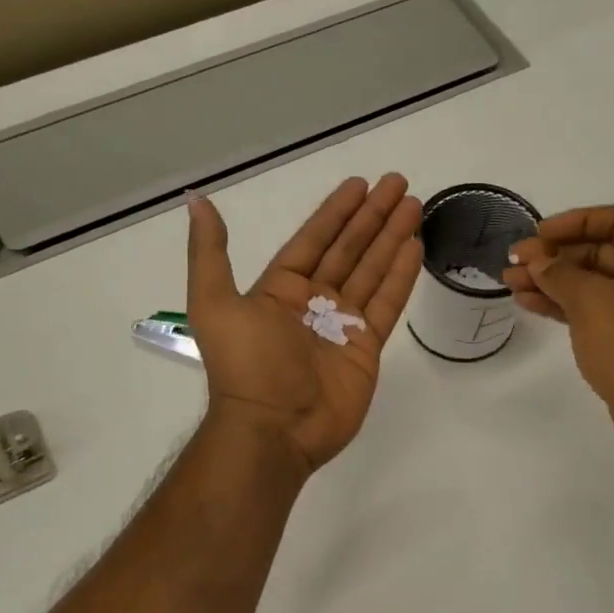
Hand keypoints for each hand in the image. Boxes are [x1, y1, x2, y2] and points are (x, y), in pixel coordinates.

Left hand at [186, 174, 423, 473]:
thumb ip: (210, 252)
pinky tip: (415, 247)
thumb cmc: (246, 365)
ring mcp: (343, 325)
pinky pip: (387, 304)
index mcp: (279, 290)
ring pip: (373, 271)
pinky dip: (401, 276)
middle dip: (373, 216)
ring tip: (415, 206)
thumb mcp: (213, 303)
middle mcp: (313, 302)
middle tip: (400, 184)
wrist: (273, 428)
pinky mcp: (367, 348)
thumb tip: (198, 200)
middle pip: (349, 249)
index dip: (336, 212)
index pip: (314, 240)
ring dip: (392, 238)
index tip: (361, 184)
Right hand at [501, 205, 613, 459]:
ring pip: (590, 282)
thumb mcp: (590, 300)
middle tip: (514, 261)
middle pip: (600, 250)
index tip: (538, 233)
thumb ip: (559, 273)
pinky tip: (528, 302)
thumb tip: (537, 262)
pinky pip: (592, 308)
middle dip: (554, 255)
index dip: (574, 221)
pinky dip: (562, 303)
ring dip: (550, 280)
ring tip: (509, 282)